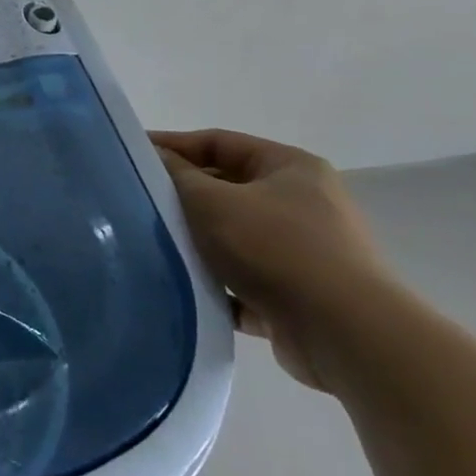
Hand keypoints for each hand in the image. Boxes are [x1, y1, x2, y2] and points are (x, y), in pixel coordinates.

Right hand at [153, 129, 409, 392]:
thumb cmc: (275, 249)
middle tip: (134, 202)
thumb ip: (176, 176)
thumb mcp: (211, 201)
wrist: (345, 333)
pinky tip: (183, 287)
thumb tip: (152, 157)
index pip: (218, 142)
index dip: (172, 145)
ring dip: (195, 243)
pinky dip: (215, 283)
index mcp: (290, 167)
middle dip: (181, 197)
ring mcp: (304, 251)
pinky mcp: (297, 295)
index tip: (130, 155)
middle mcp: (303, 203)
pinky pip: (243, 280)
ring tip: (151, 245)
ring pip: (231, 237)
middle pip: (225, 189)